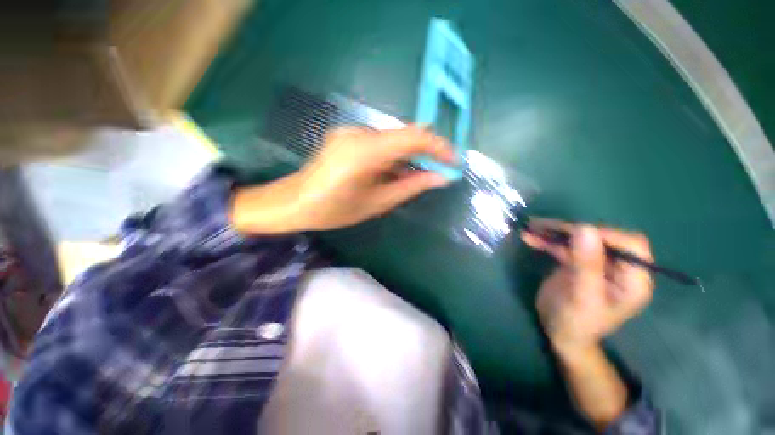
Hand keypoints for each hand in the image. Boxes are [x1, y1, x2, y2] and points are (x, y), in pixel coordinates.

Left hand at [230, 126, 454, 233]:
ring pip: (394, 140)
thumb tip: (440, 178)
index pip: (414, 138)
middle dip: (427, 153)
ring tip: (418, 177)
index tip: (453, 163)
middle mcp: (359, 134)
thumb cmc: (334, 210)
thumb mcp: (377, 203)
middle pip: (405, 136)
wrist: (294, 202)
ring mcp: (352, 132)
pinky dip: (395, 157)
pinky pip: (381, 143)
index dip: (439, 147)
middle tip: (438, 173)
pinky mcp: (348, 136)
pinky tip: (396, 173)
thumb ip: (410, 187)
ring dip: (410, 157)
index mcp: (365, 152)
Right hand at [522, 219, 653, 356]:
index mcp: (632, 280)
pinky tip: (529, 237)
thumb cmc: (576, 323)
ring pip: (579, 239)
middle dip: (572, 230)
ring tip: (531, 227)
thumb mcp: (581, 297)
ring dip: (555, 233)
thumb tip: (585, 228)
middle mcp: (618, 268)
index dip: (605, 235)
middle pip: (600, 238)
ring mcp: (596, 264)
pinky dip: (547, 241)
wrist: (560, 333)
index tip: (574, 234)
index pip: (630, 245)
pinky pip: (564, 246)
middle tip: (542, 226)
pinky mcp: (577, 263)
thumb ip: (586, 265)